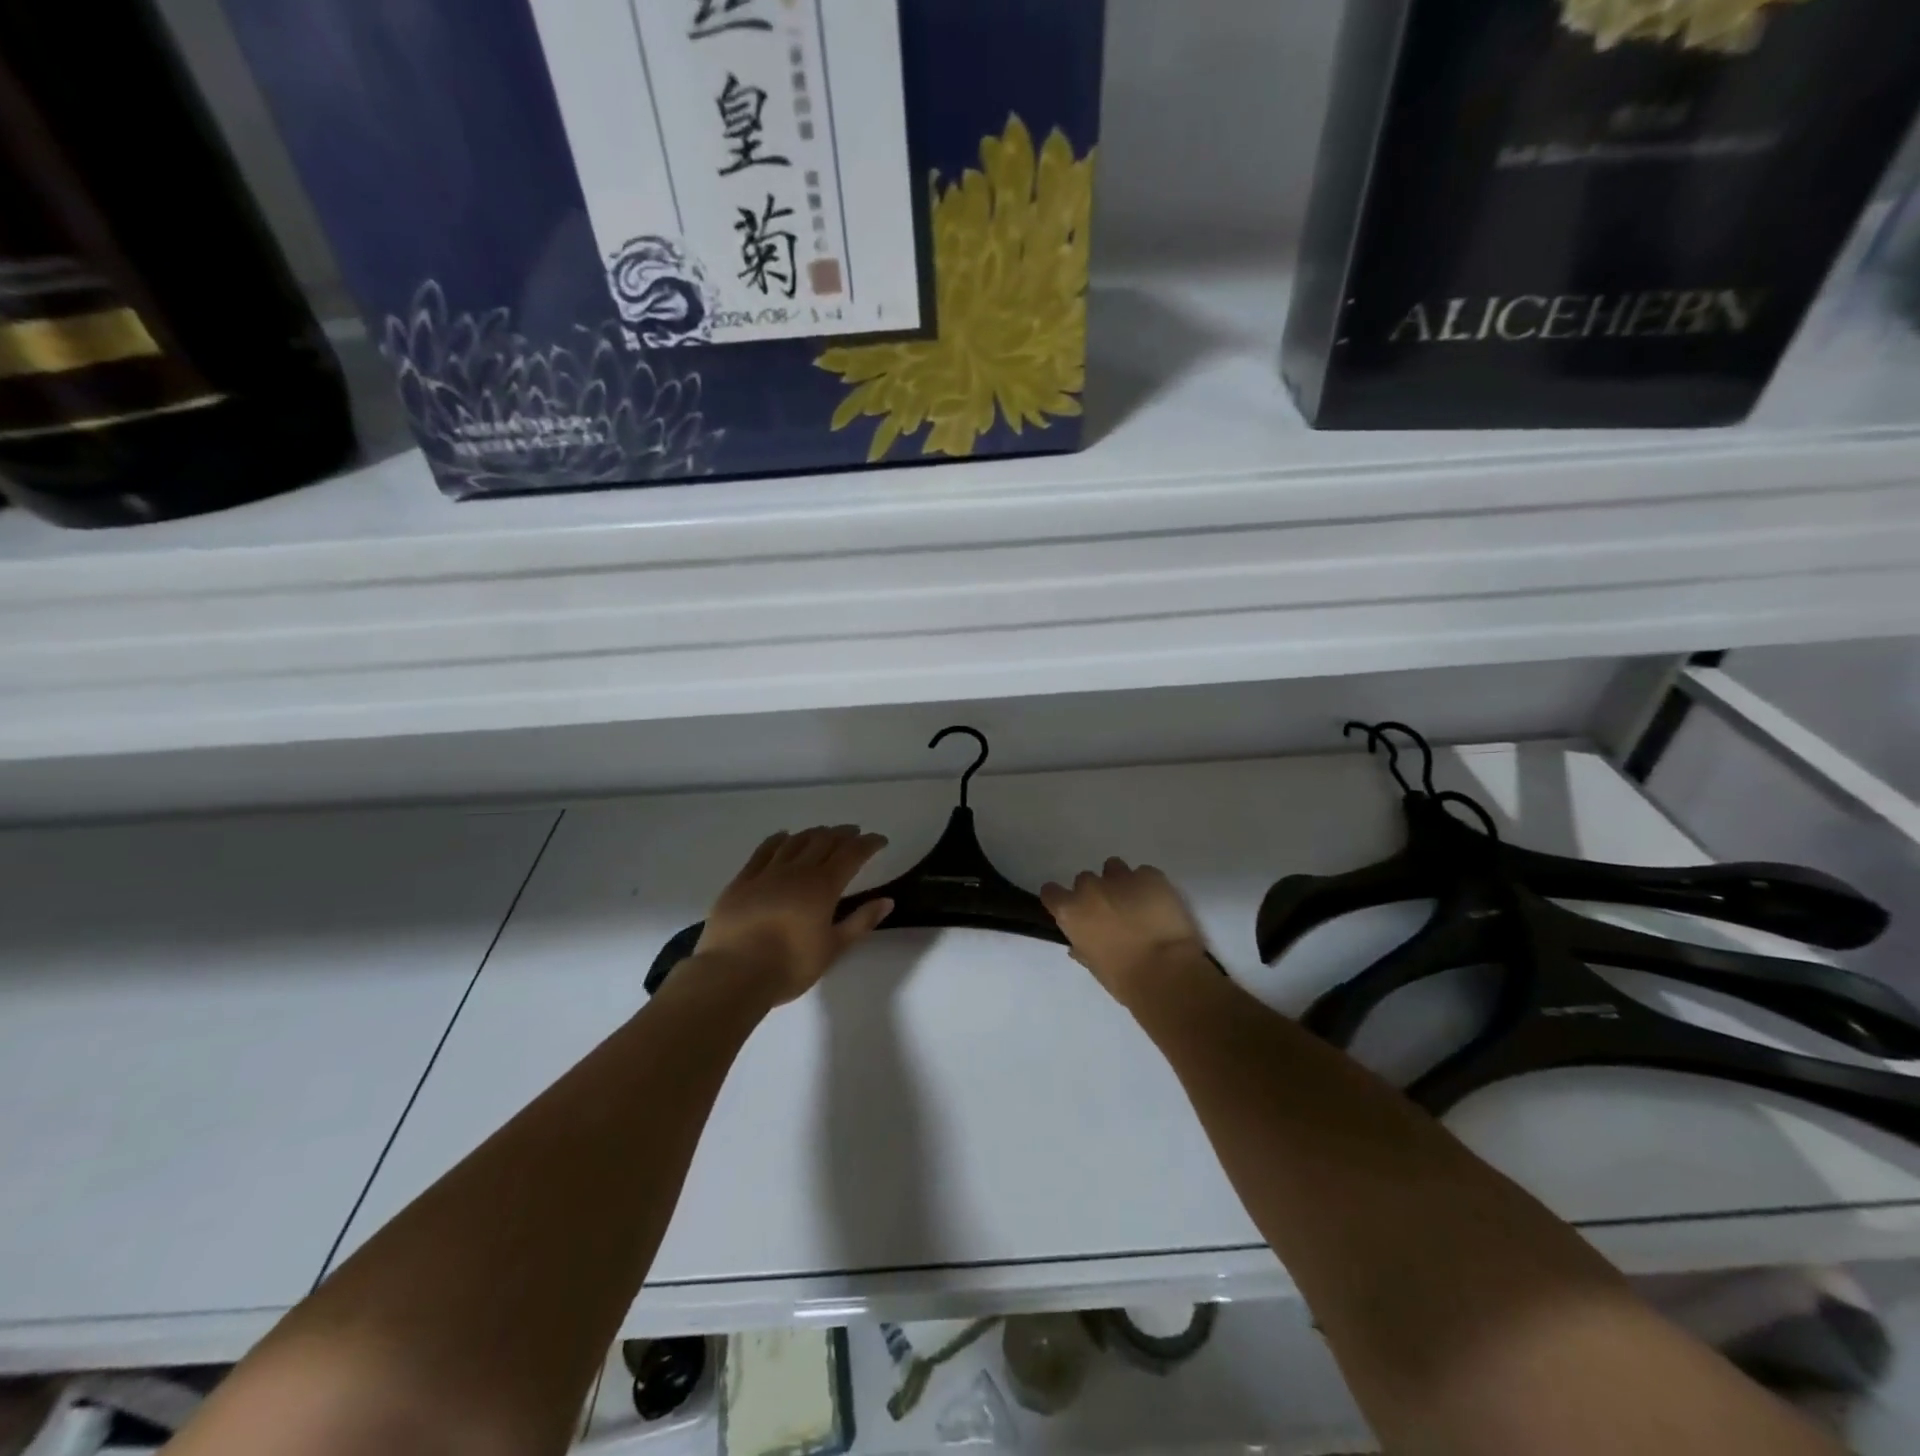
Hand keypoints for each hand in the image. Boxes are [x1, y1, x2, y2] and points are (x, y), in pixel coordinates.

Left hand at [693, 826, 892, 1004]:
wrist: (733, 974)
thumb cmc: (789, 966)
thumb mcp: (833, 949)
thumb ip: (860, 922)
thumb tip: (887, 901)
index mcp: (823, 886)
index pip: (852, 854)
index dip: (868, 844)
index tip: (880, 840)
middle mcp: (797, 871)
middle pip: (824, 841)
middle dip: (842, 834)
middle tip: (853, 833)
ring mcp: (766, 873)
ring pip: (795, 841)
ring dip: (813, 833)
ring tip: (823, 834)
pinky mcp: (742, 881)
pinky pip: (763, 851)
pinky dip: (778, 840)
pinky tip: (783, 837)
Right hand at [1041, 859, 1210, 1006]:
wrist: (1167, 972)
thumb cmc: (1124, 978)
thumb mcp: (1094, 966)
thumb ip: (1082, 947)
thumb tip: (1079, 944)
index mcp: (1070, 911)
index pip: (1051, 892)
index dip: (1061, 900)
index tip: (1073, 910)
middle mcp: (1090, 888)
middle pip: (1085, 880)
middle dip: (1096, 893)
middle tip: (1112, 913)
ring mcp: (1121, 878)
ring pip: (1114, 868)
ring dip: (1120, 882)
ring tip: (1137, 903)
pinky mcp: (1151, 876)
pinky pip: (1145, 874)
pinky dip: (1148, 885)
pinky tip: (1159, 904)